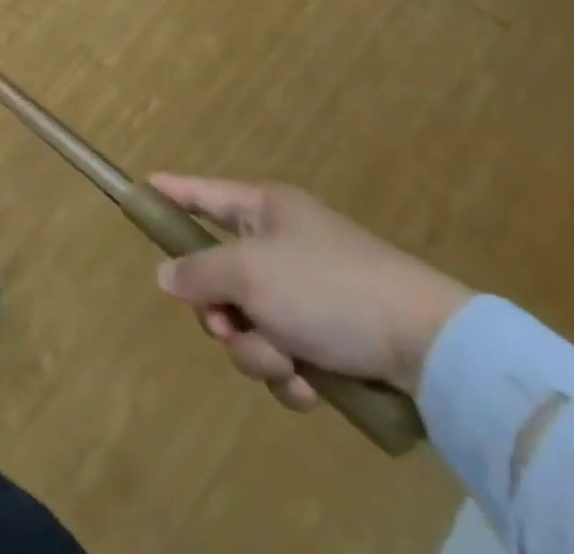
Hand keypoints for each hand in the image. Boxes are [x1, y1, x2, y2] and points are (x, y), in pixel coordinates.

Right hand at [150, 176, 472, 408]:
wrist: (431, 347)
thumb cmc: (328, 287)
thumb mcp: (250, 272)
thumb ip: (198, 272)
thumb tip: (166, 275)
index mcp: (266, 210)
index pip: (204, 194)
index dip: (173, 192)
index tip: (142, 189)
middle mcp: (283, 246)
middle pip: (220, 275)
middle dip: (221, 311)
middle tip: (227, 324)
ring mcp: (308, 295)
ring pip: (248, 324)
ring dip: (257, 350)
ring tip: (287, 362)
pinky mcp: (332, 341)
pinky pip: (283, 356)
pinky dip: (290, 374)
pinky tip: (311, 385)